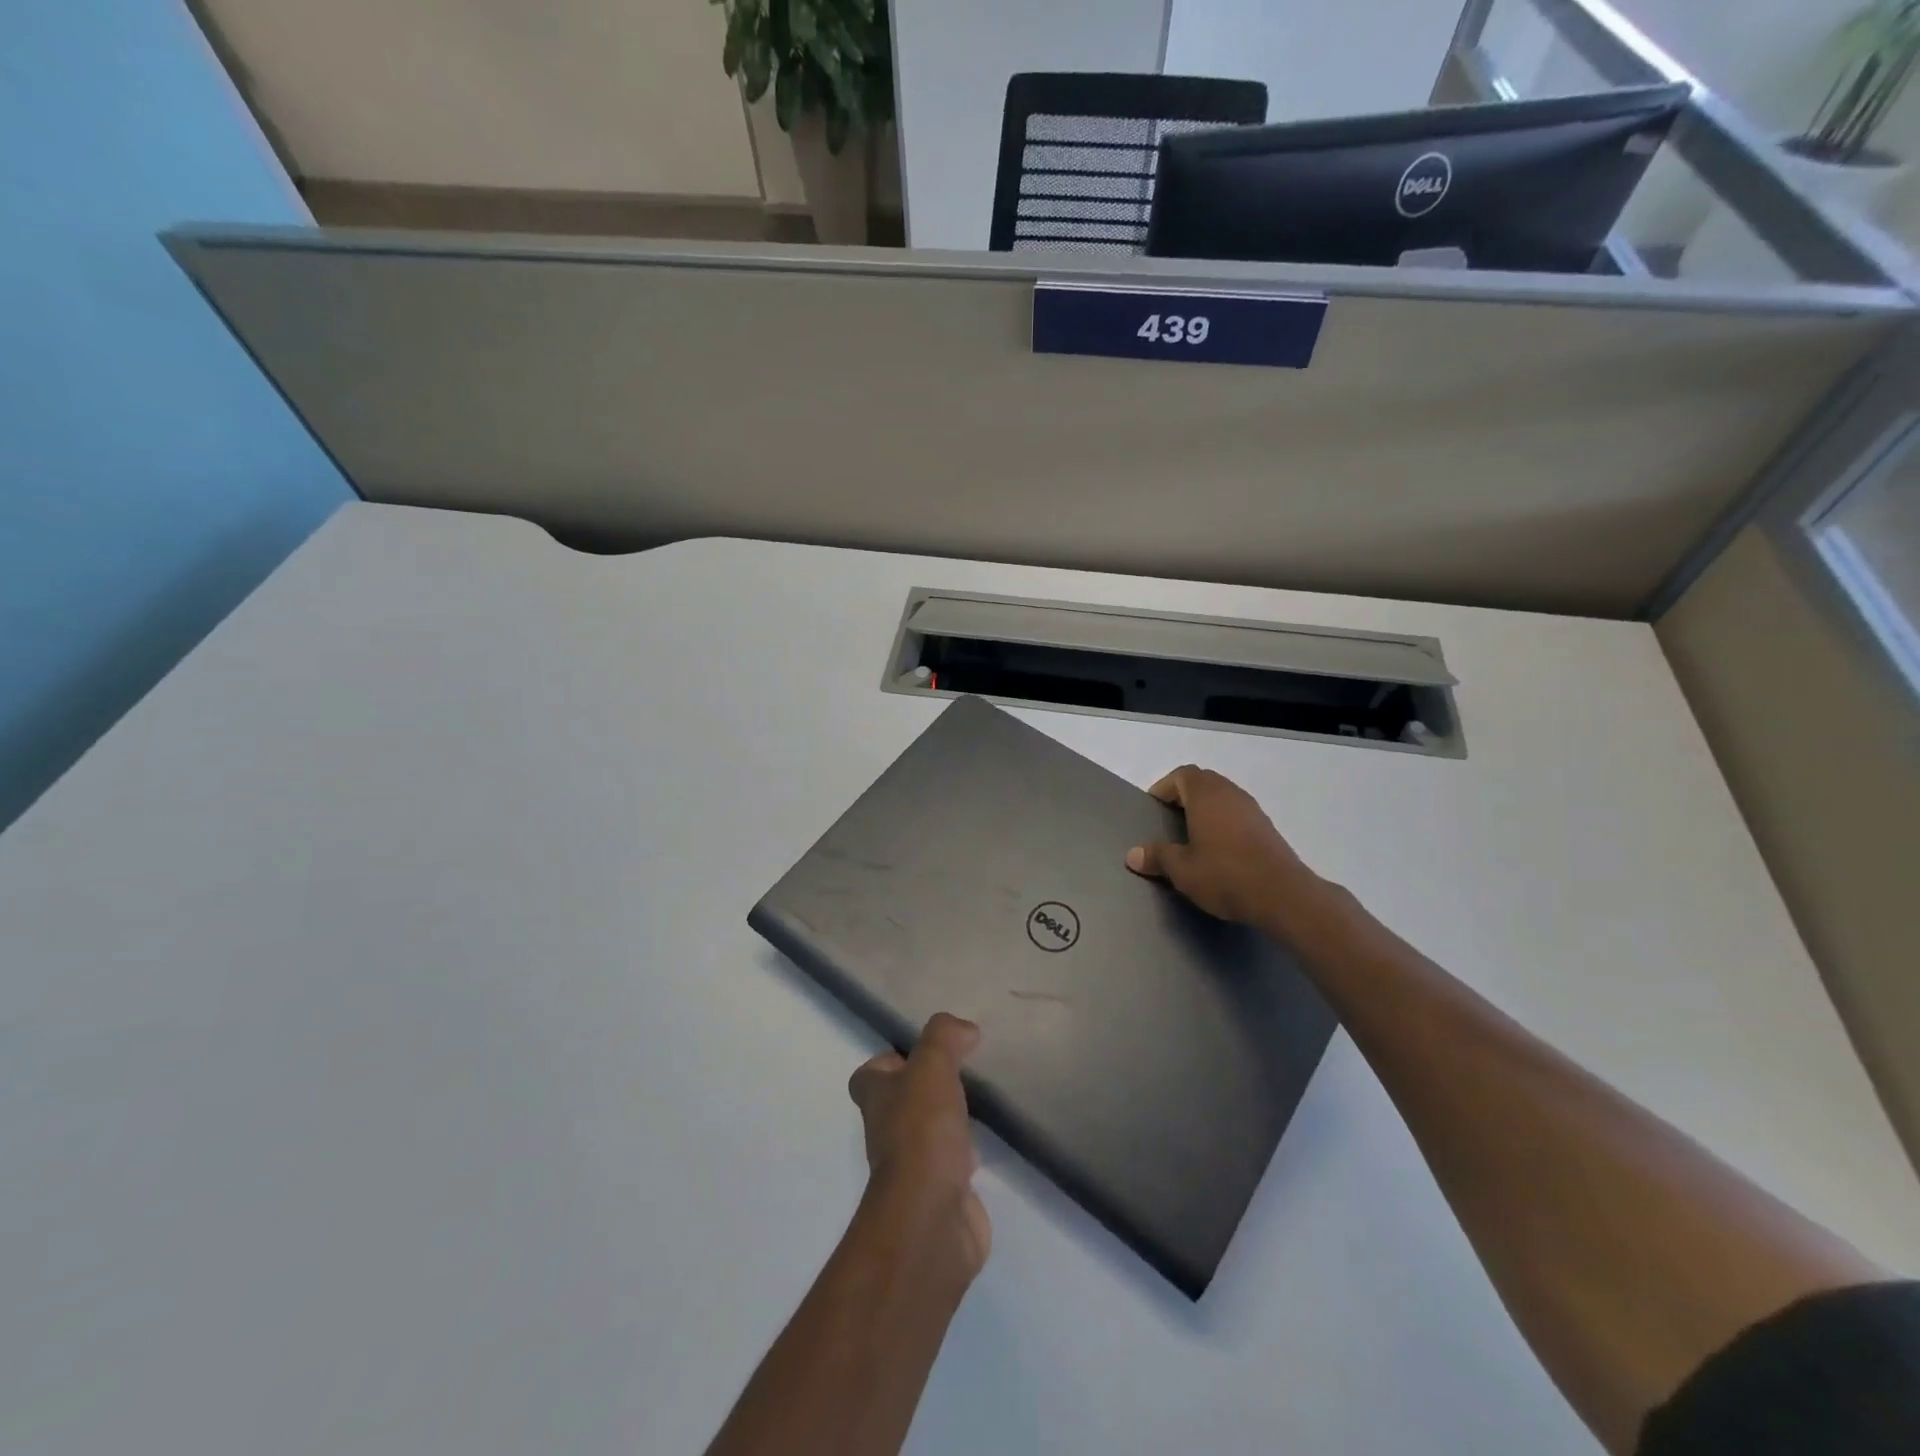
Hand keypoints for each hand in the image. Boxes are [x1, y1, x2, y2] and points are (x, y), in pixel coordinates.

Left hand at [848, 1014, 991, 1277]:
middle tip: (961, 1071)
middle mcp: (887, 1131)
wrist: (932, 1216)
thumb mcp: (932, 1067)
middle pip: (900, 1102)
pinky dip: (967, 1152)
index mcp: (877, 1098)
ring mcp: (913, 1165)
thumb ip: (944, 1038)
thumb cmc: (922, 1132)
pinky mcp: (941, 1191)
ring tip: (979, 1099)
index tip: (924, 1053)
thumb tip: (964, 1029)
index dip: (890, 1061)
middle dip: (926, 1087)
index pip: (870, 1075)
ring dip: (948, 1119)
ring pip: (927, 1131)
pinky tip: (989, 1141)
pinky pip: (952, 1162)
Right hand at [1125, 765, 1322, 930]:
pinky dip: (1224, 823)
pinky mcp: (1268, 828)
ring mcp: (1252, 809)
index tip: (1153, 809)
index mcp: (1206, 795)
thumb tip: (1133, 854)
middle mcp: (1230, 793)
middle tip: (1169, 820)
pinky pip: (1238, 814)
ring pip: (1223, 797)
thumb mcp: (1182, 870)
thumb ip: (1157, 857)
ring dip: (1206, 809)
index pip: (1182, 775)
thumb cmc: (1225, 875)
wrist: (1284, 895)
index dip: (1164, 787)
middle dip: (1184, 796)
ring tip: (1192, 836)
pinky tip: (1219, 851)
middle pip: (1203, 782)